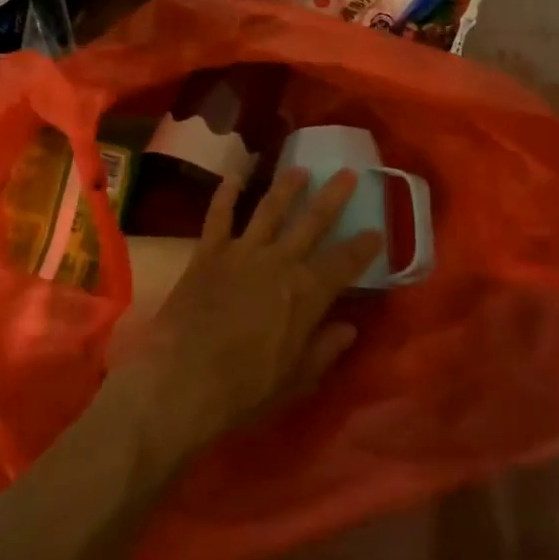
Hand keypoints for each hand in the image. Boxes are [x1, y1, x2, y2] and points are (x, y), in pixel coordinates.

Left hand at [111, 169, 381, 464]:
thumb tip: (349, 329)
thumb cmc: (243, 390)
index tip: (377, 230)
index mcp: (305, 294)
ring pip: (269, 209)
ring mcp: (242, 252)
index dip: (363, 246)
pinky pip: (219, 216)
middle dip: (333, 197)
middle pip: (312, 222)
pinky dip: (225, 194)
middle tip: (347, 173)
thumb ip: (322, 351)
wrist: (181, 381)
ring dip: (286, 187)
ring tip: (299, 169)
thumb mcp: (293, 381)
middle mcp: (279, 262)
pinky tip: (233, 176)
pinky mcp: (208, 252)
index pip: (344, 263)